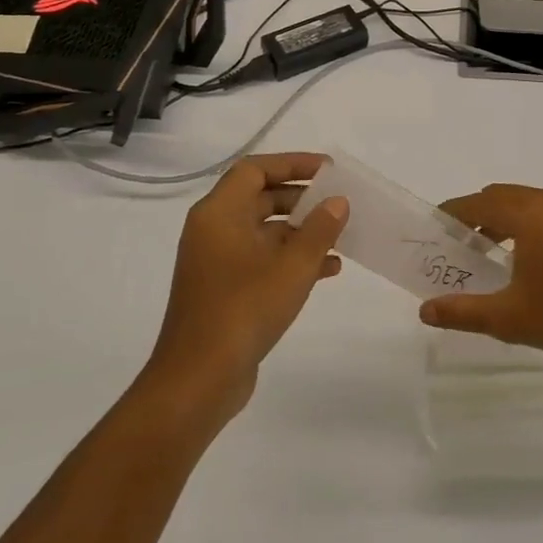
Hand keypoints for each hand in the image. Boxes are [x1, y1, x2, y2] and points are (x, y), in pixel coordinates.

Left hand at [144, 153, 348, 419]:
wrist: (199, 379)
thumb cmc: (244, 310)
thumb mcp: (292, 266)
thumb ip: (319, 229)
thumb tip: (337, 202)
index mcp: (218, 214)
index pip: (254, 170)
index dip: (292, 164)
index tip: (329, 170)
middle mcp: (214, 231)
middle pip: (260, 198)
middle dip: (302, 198)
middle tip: (339, 202)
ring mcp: (218, 262)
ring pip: (265, 232)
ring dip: (302, 232)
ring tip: (342, 236)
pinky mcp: (226, 290)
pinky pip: (263, 260)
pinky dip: (292, 259)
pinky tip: (330, 270)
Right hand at [421, 185, 542, 363]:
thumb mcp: (508, 318)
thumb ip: (463, 311)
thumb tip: (425, 311)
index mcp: (528, 214)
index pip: (478, 202)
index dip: (452, 213)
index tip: (434, 228)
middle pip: (502, 196)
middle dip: (476, 214)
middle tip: (458, 243)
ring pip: (527, 204)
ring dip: (503, 219)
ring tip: (488, 252)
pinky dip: (528, 225)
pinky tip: (527, 259)